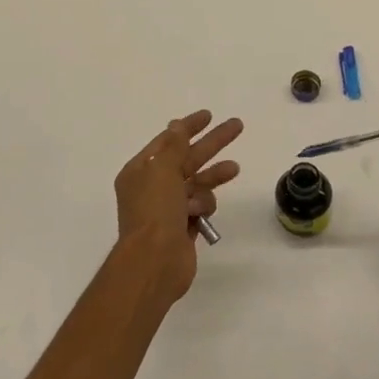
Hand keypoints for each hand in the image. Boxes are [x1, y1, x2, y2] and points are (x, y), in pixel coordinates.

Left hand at [114, 110, 242, 299]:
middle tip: (237, 126)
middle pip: (188, 158)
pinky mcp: (183, 227)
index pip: (168, 140)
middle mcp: (153, 187)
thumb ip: (174, 146)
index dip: (188, 126)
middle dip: (212, 144)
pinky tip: (203, 213)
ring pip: (197, 184)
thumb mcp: (162, 170)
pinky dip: (204, 206)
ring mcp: (168, 209)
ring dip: (213, 176)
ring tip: (234, 169)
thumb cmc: (155, 211)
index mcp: (141, 171)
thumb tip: (176, 125)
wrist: (154, 262)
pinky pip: (201, 207)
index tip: (208, 115)